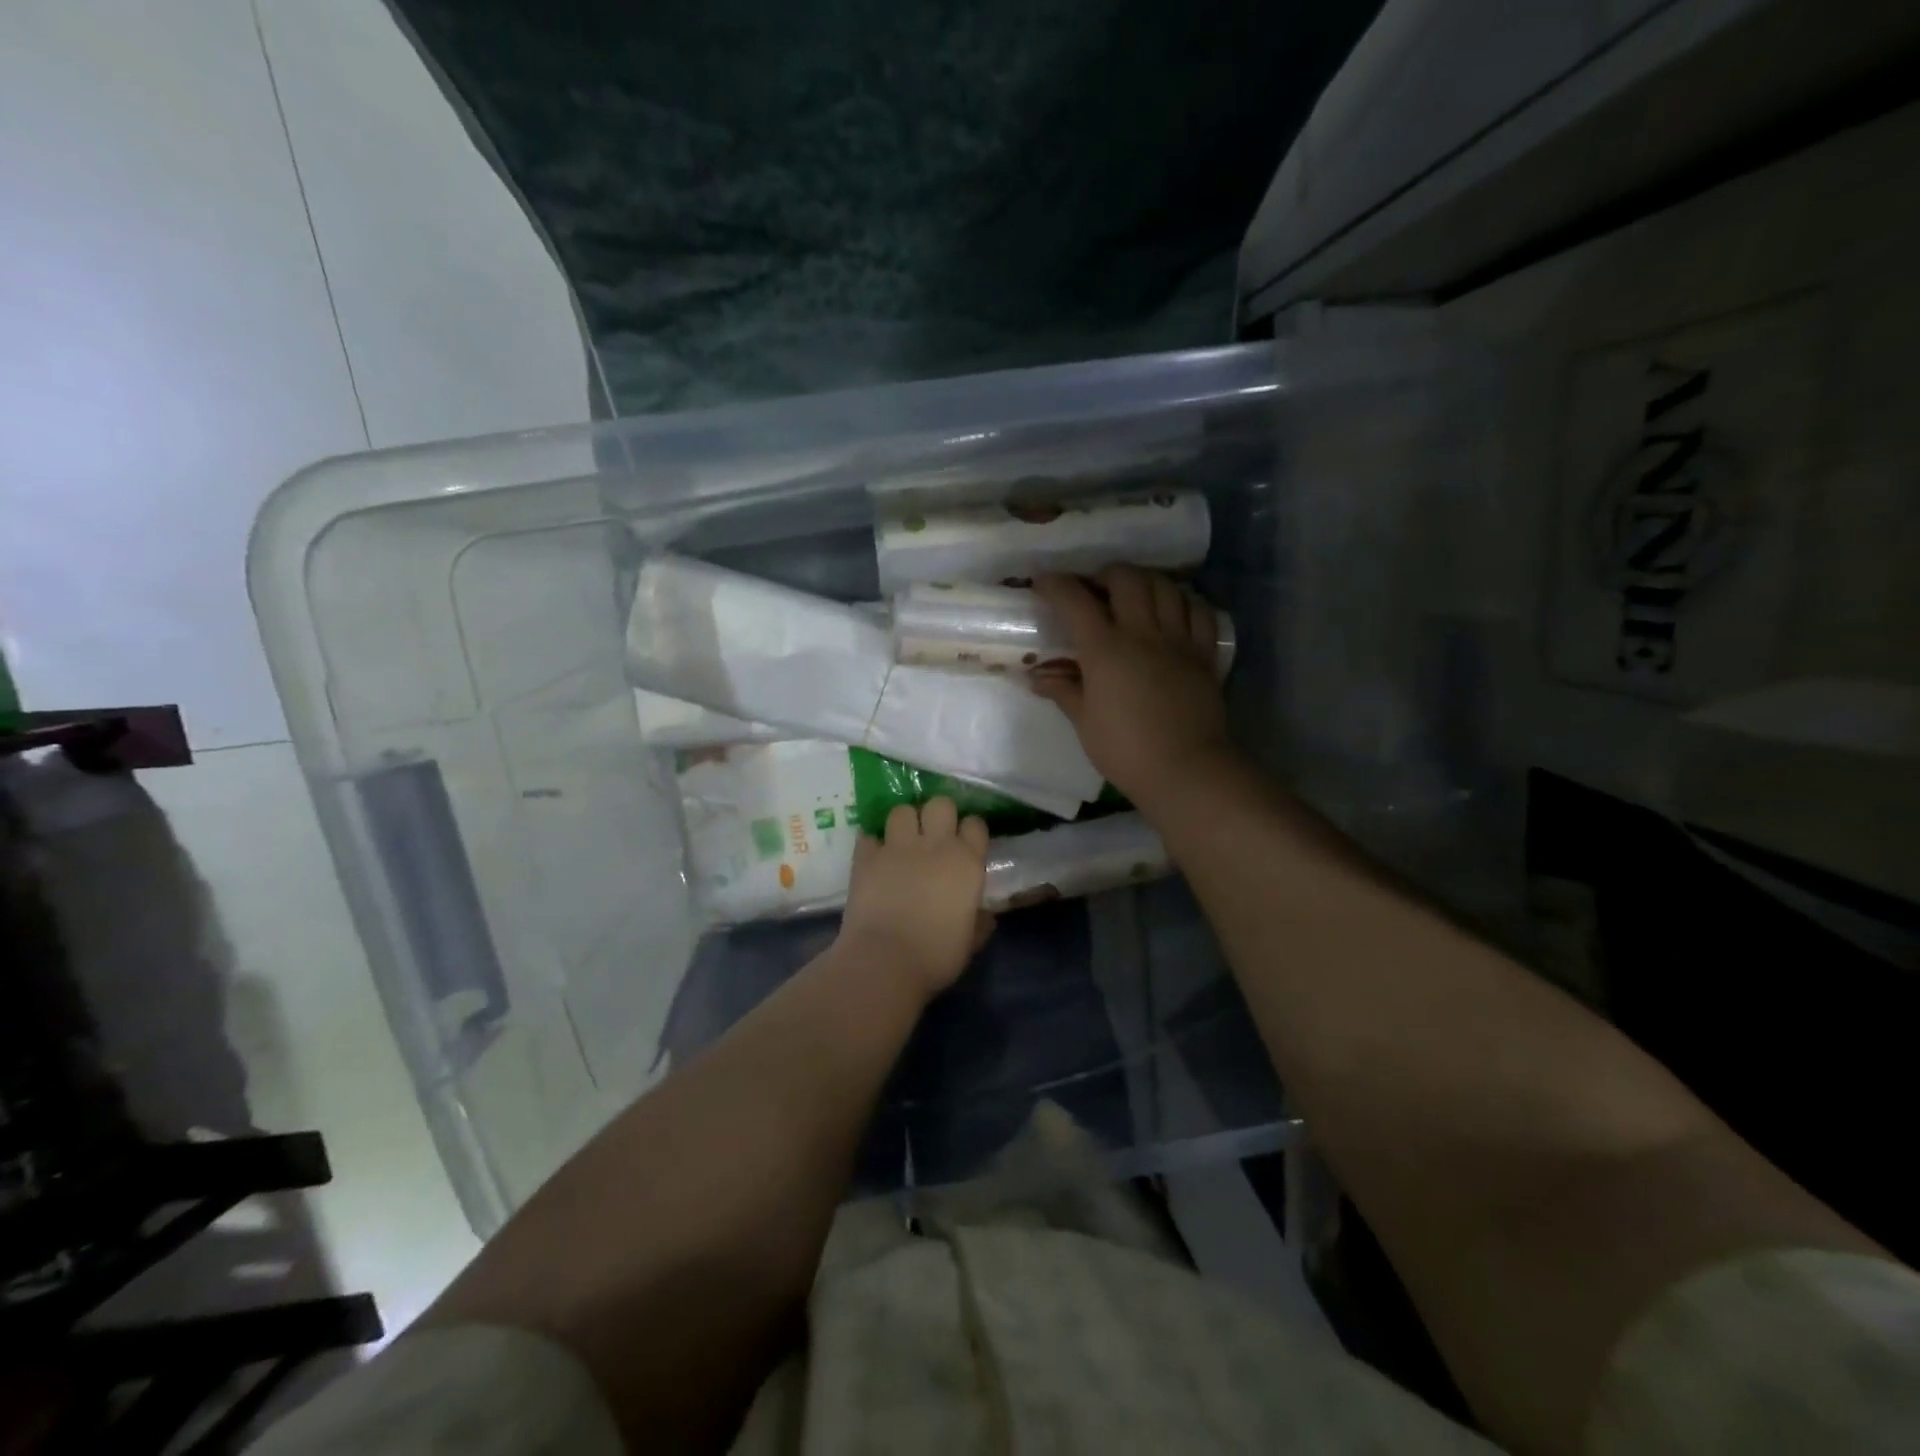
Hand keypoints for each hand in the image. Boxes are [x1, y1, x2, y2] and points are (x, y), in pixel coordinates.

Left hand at [836, 798, 994, 1002]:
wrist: (885, 961)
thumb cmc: (937, 956)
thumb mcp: (970, 942)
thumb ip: (979, 921)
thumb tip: (985, 915)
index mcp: (966, 862)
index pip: (975, 824)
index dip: (970, 830)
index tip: (966, 843)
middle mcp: (934, 845)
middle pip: (939, 804)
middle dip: (937, 814)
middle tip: (933, 834)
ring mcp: (897, 847)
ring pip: (902, 810)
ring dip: (904, 822)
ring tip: (902, 841)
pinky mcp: (866, 856)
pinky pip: (869, 835)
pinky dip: (872, 843)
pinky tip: (874, 856)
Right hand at [1030, 567, 1235, 805]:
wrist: (1185, 770)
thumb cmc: (1125, 750)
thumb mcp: (1085, 722)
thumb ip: (1064, 690)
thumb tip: (1038, 676)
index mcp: (1105, 650)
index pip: (1075, 600)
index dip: (1055, 585)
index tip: (1043, 583)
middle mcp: (1143, 633)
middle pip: (1127, 579)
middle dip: (1105, 574)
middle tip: (1095, 589)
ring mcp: (1178, 640)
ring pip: (1166, 587)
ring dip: (1145, 582)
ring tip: (1134, 595)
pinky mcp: (1204, 654)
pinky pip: (1199, 611)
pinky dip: (1184, 601)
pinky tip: (1174, 609)